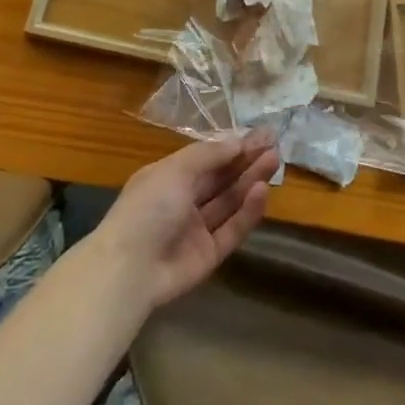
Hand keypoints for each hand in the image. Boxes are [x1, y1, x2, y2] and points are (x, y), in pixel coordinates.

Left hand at [91, 135, 279, 311]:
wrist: (129, 269)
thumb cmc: (148, 207)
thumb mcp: (175, 170)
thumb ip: (209, 155)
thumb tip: (237, 141)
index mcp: (168, 177)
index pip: (206, 158)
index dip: (232, 146)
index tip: (260, 134)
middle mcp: (183, 201)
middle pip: (221, 178)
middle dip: (246, 161)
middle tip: (274, 145)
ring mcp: (196, 229)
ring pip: (229, 201)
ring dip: (251, 181)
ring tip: (274, 161)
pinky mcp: (209, 254)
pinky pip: (232, 229)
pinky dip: (247, 211)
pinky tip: (262, 192)